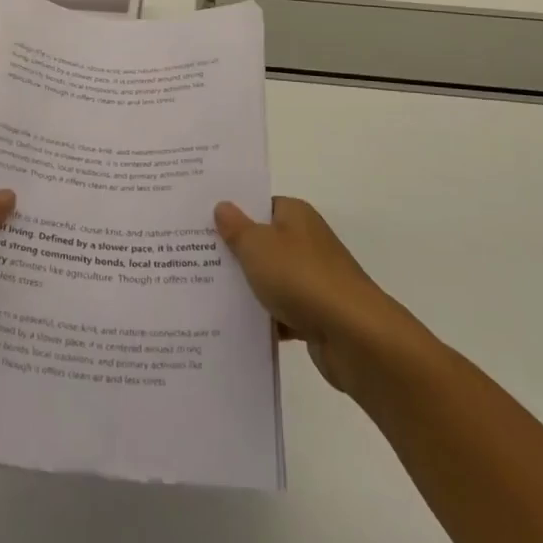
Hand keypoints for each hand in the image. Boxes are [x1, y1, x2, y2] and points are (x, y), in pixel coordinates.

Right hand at [215, 197, 420, 395]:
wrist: (353, 337)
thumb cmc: (301, 278)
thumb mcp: (257, 246)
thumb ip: (236, 228)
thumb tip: (222, 206)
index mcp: (295, 215)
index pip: (259, 205)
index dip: (231, 212)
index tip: (198, 222)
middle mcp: (306, 242)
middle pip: (262, 242)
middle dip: (232, 252)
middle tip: (189, 256)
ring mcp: (312, 280)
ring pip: (269, 279)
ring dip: (245, 288)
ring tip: (201, 292)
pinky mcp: (315, 315)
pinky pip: (279, 312)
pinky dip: (261, 319)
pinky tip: (230, 326)